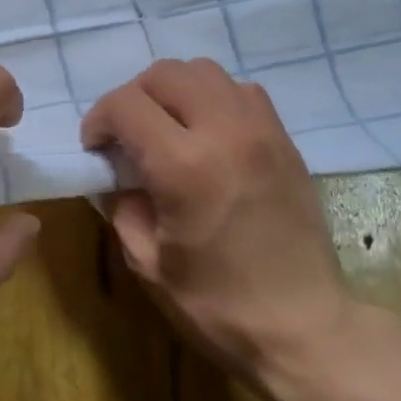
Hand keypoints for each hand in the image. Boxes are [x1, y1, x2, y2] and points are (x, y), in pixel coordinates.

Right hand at [80, 59, 354, 400]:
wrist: (304, 328)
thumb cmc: (217, 306)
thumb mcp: (147, 263)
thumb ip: (121, 206)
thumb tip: (115, 175)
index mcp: (184, 166)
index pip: (126, 104)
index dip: (99, 119)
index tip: (96, 148)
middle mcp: (225, 132)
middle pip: (166, 73)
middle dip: (133, 96)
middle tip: (127, 135)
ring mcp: (262, 130)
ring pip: (206, 71)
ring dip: (175, 90)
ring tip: (168, 128)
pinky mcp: (285, 140)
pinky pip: (242, 91)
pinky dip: (214, 98)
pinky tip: (208, 134)